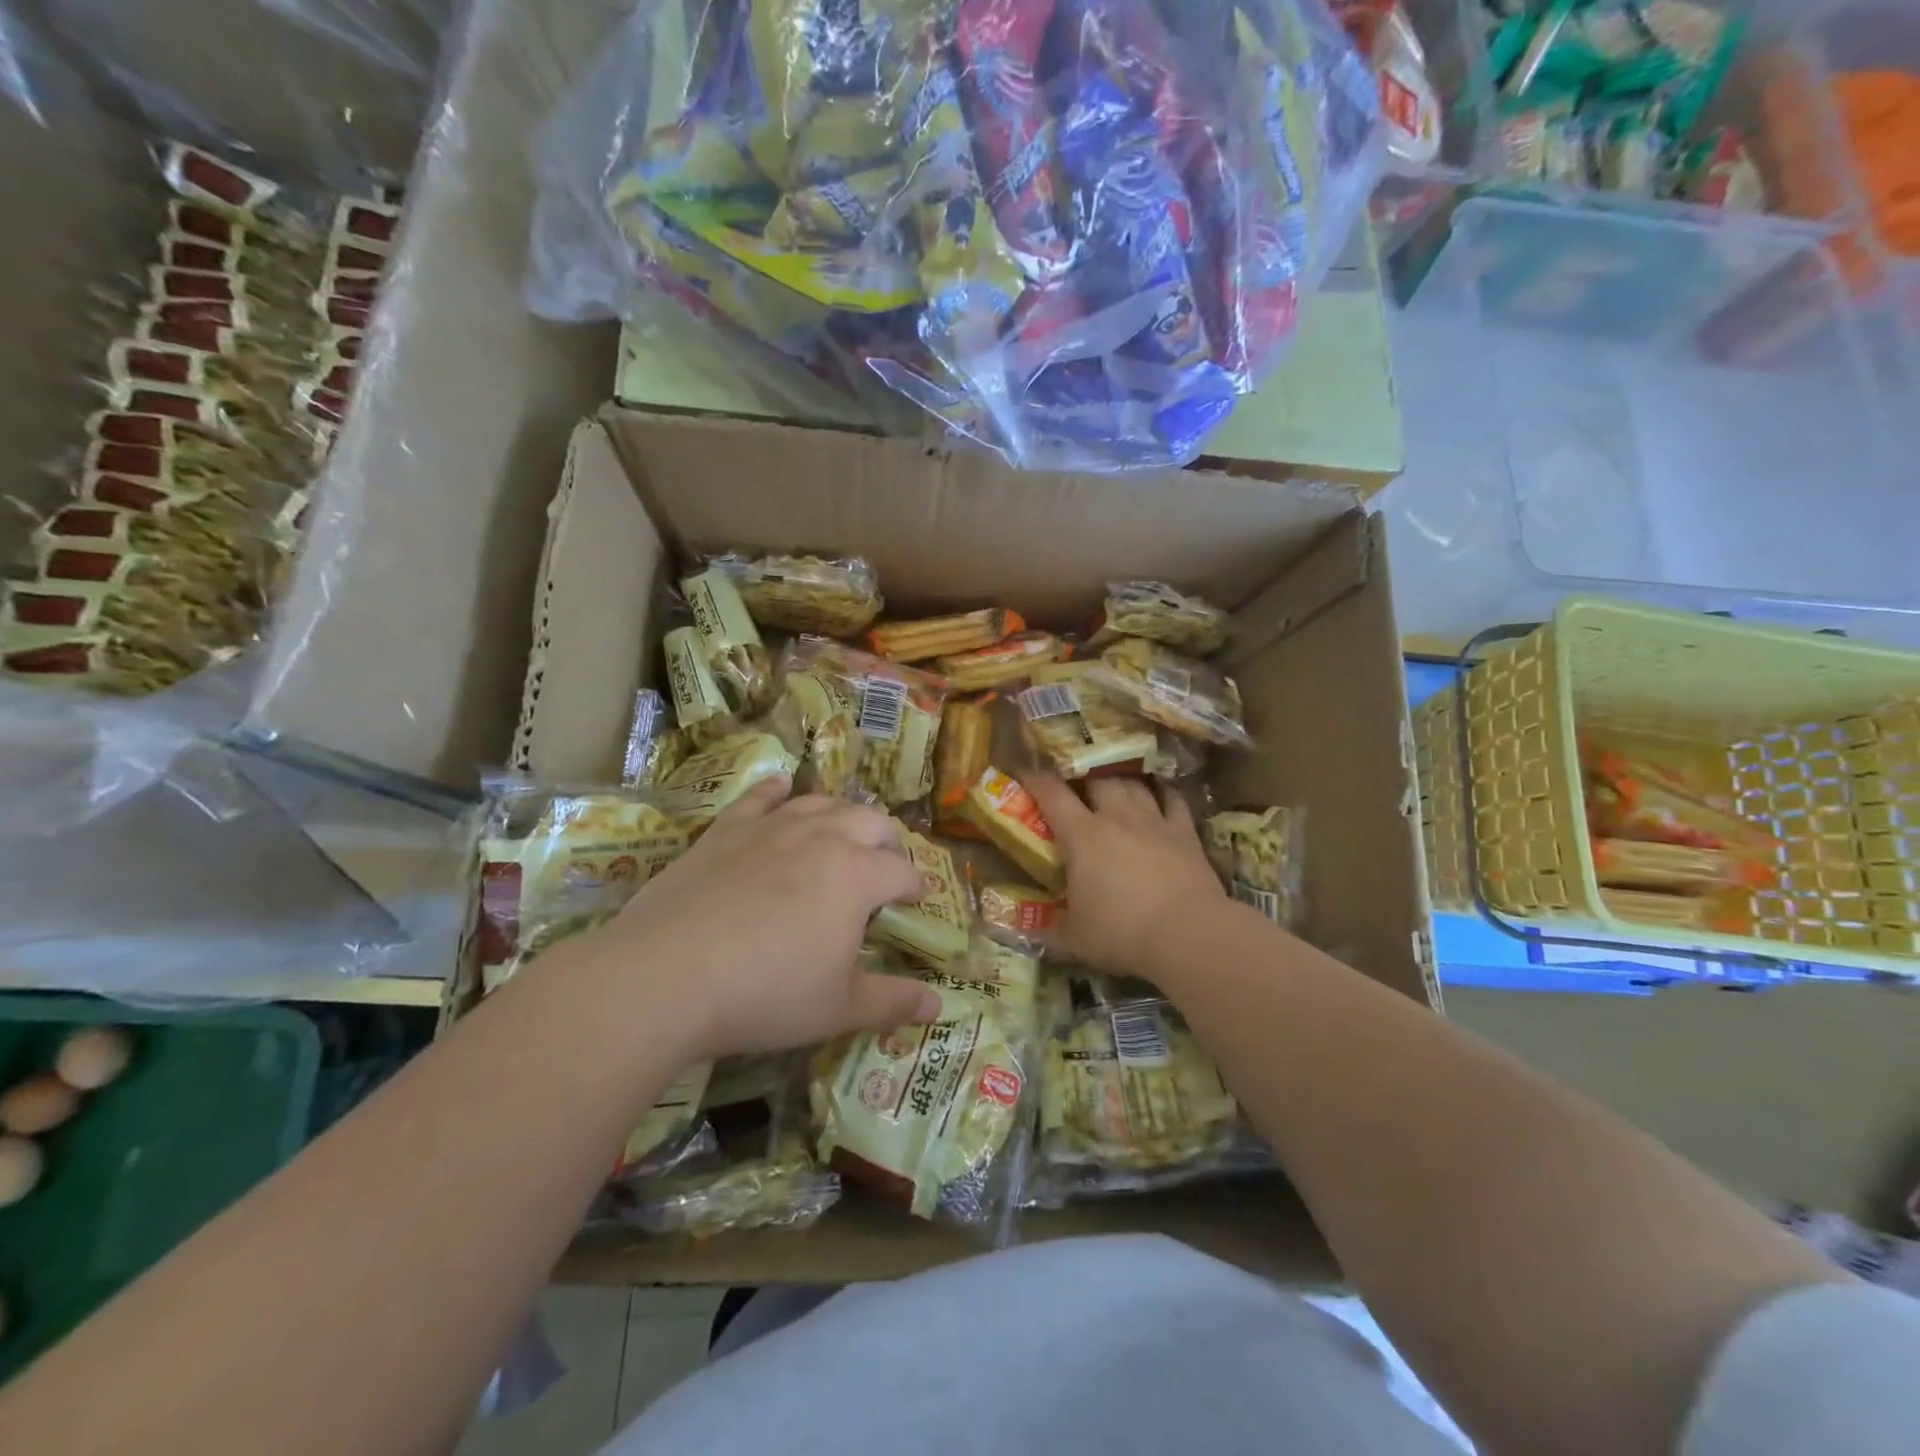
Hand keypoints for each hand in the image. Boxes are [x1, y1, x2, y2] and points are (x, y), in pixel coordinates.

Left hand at [587, 778, 942, 1060]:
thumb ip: (892, 1002)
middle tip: (884, 867)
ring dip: (842, 814)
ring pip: (821, 802)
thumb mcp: (838, 1008)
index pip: (902, 870)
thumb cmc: (766, 993)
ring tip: (843, 833)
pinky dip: (779, 789)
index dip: (915, 885)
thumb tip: (937, 1007)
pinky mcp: (727, 828)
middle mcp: (822, 836)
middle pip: (870, 821)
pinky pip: (761, 796)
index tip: (916, 900)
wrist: (667, 975)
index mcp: (858, 875)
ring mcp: (772, 826)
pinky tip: (783, 788)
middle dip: (886, 841)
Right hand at [1023, 773, 1224, 980]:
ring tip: (1113, 784)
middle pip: (1097, 779)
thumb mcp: (1074, 939)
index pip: (1052, 794)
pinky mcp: (1185, 833)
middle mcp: (1117, 817)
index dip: (1035, 779)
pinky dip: (1163, 792)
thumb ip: (1050, 930)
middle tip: (1075, 785)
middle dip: (1082, 777)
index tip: (1024, 772)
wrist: (1188, 934)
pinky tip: (1159, 792)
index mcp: (1082, 835)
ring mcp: (1154, 821)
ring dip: (1120, 780)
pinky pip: (1173, 799)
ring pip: (1134, 784)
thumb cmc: (1121, 933)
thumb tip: (1027, 930)